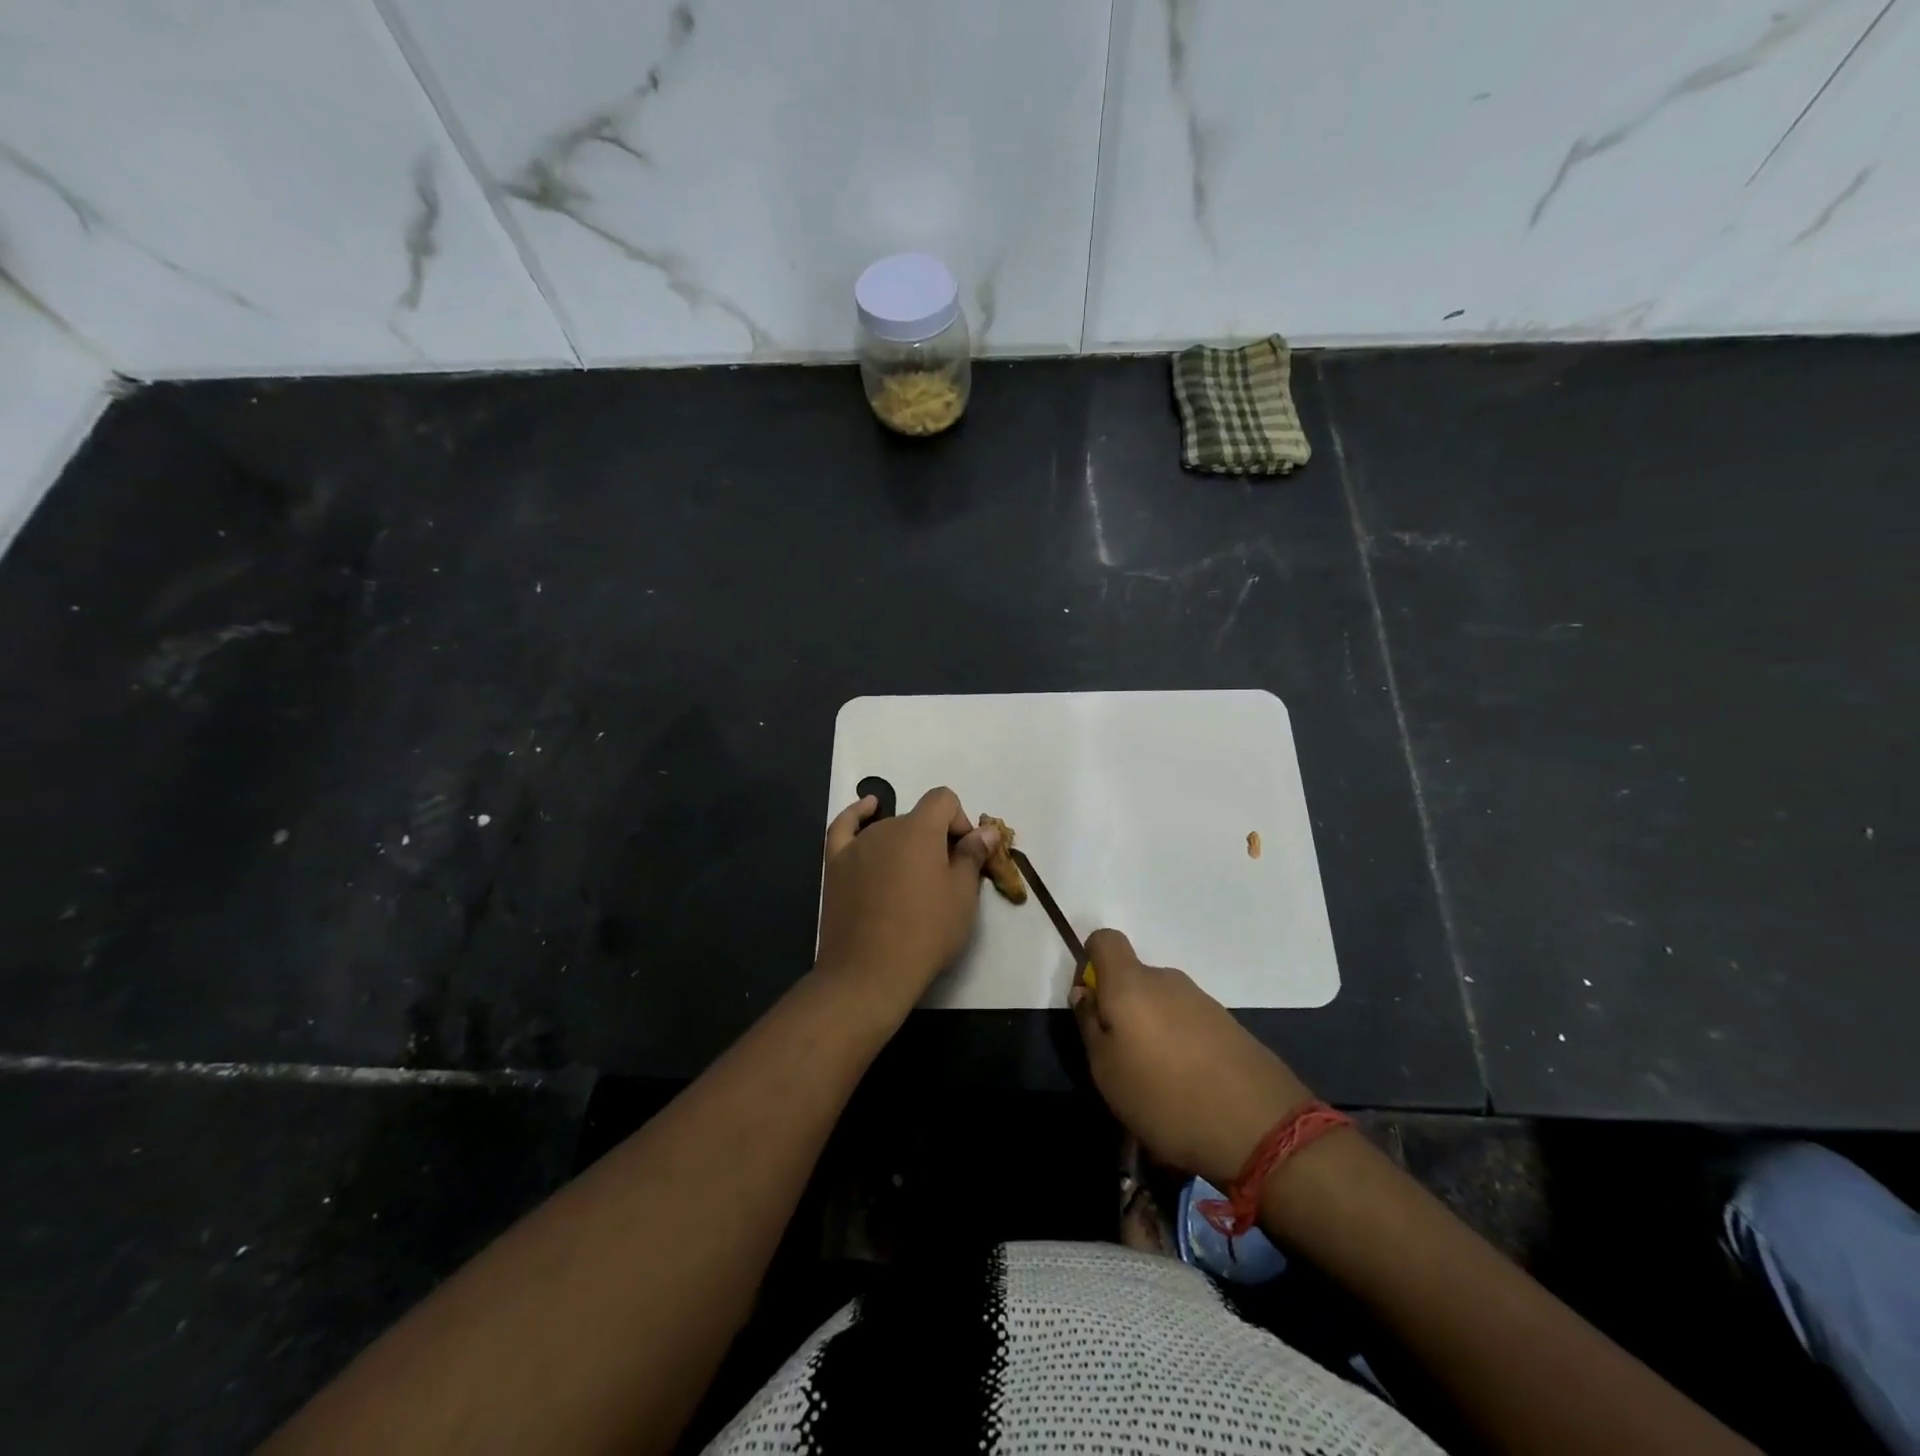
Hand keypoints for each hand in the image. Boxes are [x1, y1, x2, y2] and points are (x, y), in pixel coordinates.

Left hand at [815, 787, 999, 1014]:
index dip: (959, 821)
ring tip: (910, 881)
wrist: (870, 971)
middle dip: (934, 840)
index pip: (944, 800)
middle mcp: (886, 827)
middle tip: (942, 879)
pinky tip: (868, 809)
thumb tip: (985, 831)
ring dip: (904, 844)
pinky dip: (858, 815)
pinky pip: (845, 828)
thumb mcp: (962, 896)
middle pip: (917, 818)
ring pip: (888, 830)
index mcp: (920, 829)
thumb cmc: (925, 931)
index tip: (964, 854)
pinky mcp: (836, 864)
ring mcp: (857, 845)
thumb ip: (973, 855)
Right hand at [1071, 929, 1313, 1189]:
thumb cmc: (1165, 1097)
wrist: (1260, 1128)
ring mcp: (1202, 1001)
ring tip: (1155, 1083)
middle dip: (1121, 1009)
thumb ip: (1090, 1025)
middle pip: (1132, 979)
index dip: (1090, 962)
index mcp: (1131, 983)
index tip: (1091, 1004)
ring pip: (1160, 1004)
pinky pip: (1188, 1024)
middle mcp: (1166, 980)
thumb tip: (1085, 993)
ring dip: (1152, 1031)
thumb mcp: (1106, 1070)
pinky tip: (1187, 1088)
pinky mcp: (1228, 1025)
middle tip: (1120, 1059)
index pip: (1104, 939)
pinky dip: (1179, 1045)